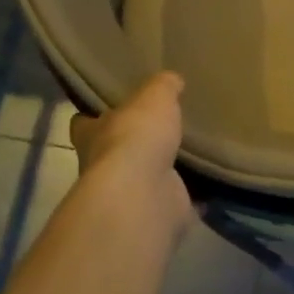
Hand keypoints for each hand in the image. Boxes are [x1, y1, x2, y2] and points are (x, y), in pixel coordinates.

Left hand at [69, 72, 191, 236]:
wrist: (144, 195)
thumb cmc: (137, 137)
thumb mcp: (154, 96)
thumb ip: (162, 86)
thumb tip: (171, 80)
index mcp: (92, 134)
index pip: (83, 122)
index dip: (94, 115)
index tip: (111, 107)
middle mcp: (103, 166)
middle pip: (114, 151)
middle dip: (133, 143)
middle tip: (162, 127)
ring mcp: (128, 194)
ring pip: (145, 177)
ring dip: (162, 170)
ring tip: (190, 151)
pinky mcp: (155, 212)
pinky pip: (175, 201)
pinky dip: (190, 196)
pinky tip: (210, 183)